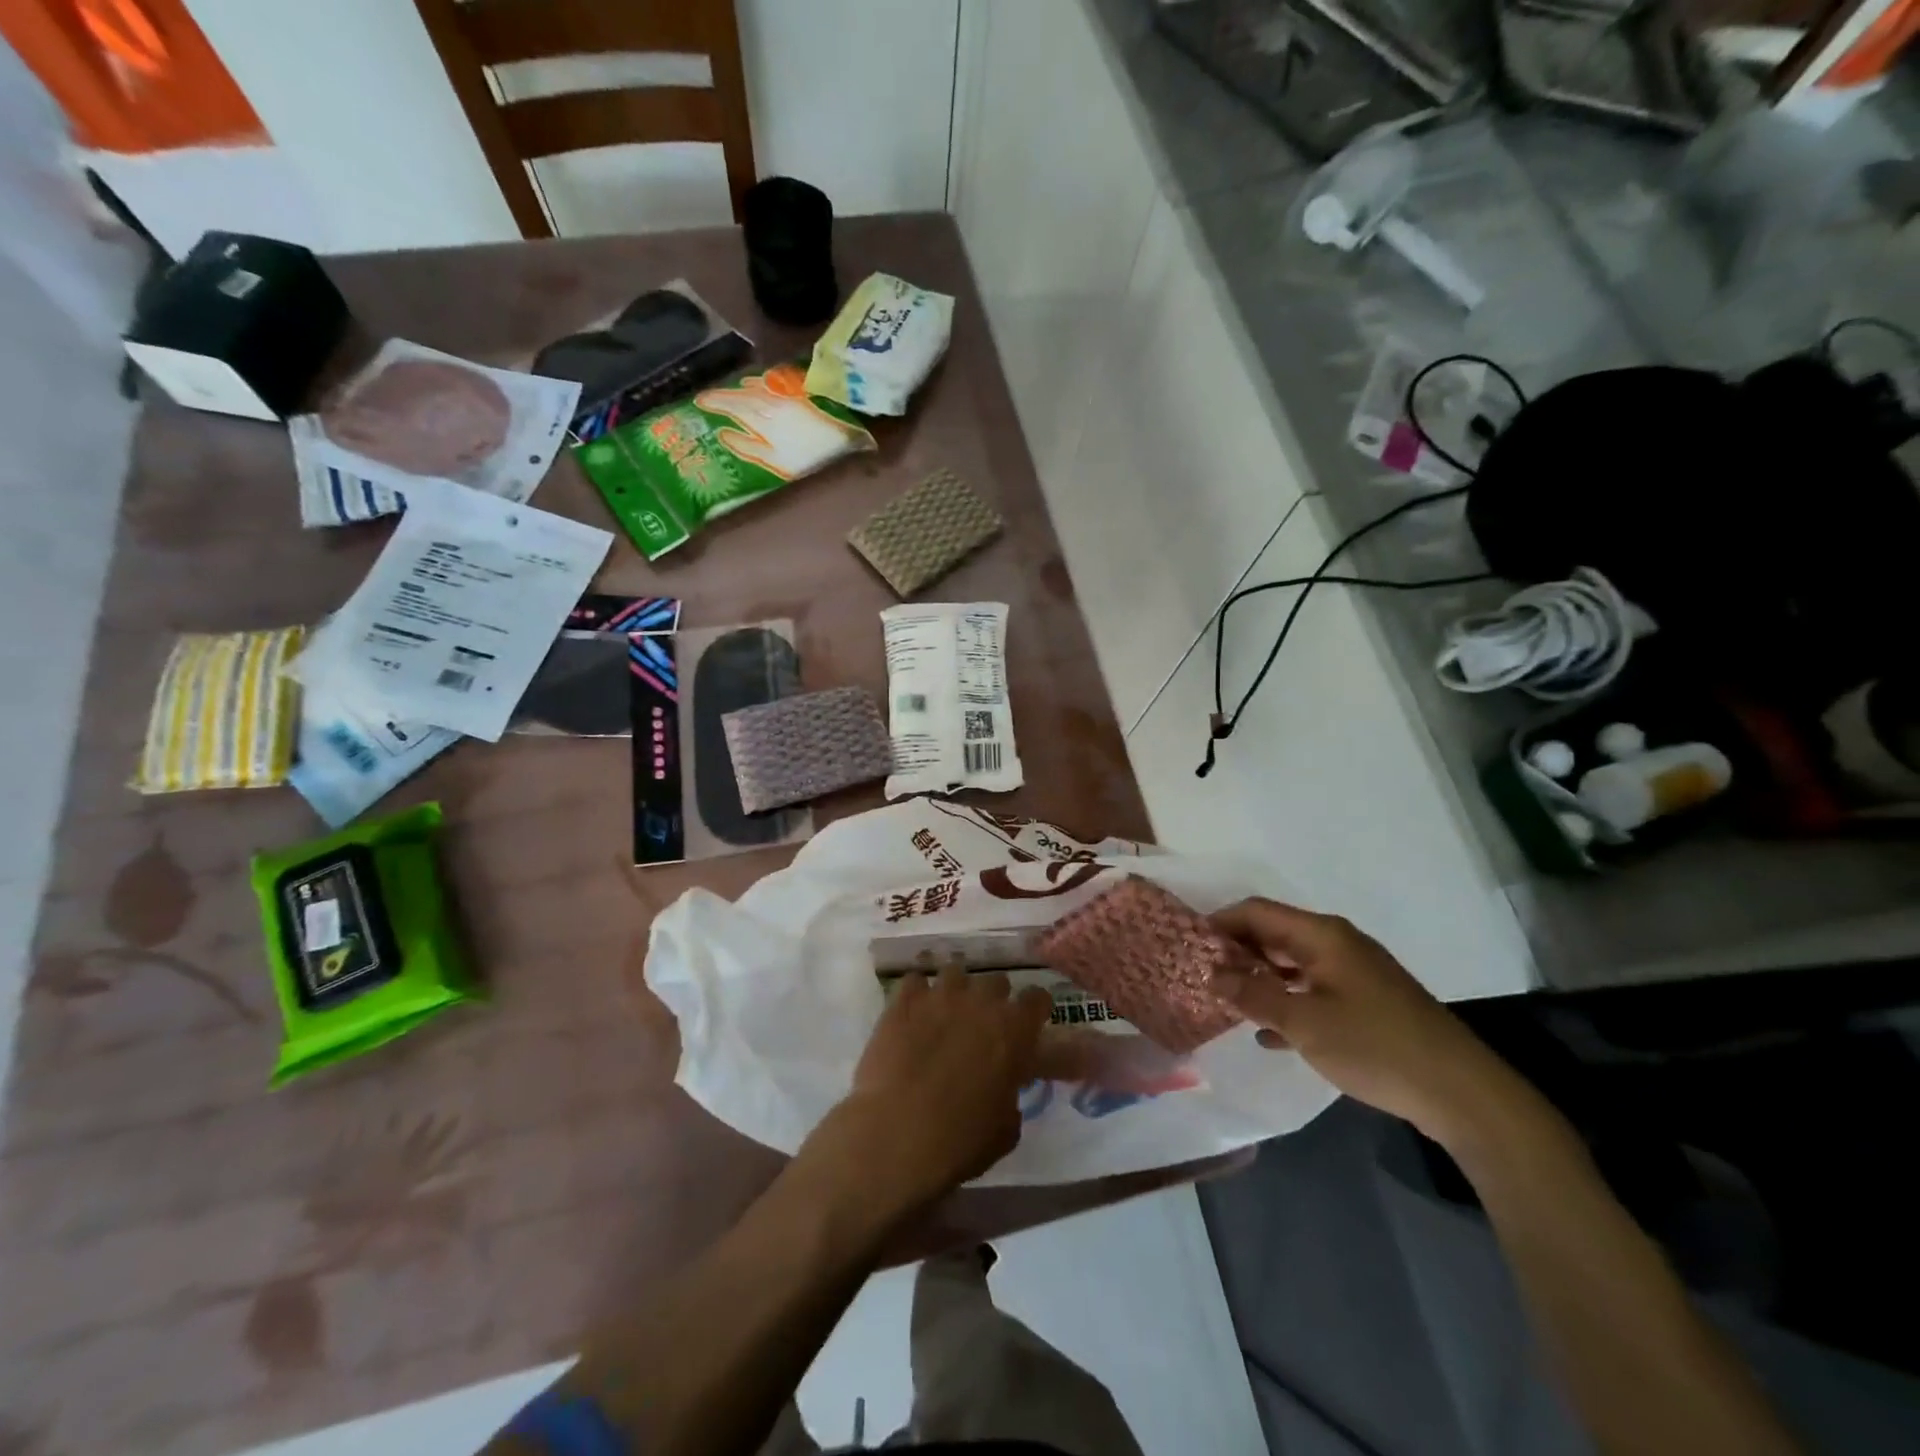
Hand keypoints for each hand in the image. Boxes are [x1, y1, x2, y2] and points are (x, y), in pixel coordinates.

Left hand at [809, 969, 1052, 1217]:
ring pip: (956, 973)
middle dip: (993, 1000)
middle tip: (983, 1027)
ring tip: (945, 1016)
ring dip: (956, 992)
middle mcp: (981, 1001)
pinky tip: (912, 1015)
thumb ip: (1011, 1094)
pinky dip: (917, 995)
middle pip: (996, 981)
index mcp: (1014, 1030)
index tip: (1027, 1026)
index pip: (1037, 999)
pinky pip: (915, 981)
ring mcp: (940, 995)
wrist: (896, 1134)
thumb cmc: (960, 1140)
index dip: (1033, 1012)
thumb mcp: (1006, 1129)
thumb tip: (1003, 1088)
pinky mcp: (904, 1000)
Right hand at [1209, 899, 1513, 1147]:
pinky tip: (1268, 1033)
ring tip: (1226, 1002)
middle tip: (1202, 976)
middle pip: (1273, 933)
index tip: (1189, 946)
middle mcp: (1336, 943)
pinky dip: (1286, 1001)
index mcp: (1322, 935)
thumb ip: (1253, 996)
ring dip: (1258, 978)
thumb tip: (1212, 975)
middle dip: (1236, 951)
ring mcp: (1354, 972)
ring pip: (1291, 963)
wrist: (1461, 1092)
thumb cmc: (1375, 1047)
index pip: (1257, 911)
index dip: (1220, 923)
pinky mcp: (1366, 1000)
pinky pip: (1312, 988)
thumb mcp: (1304, 1023)